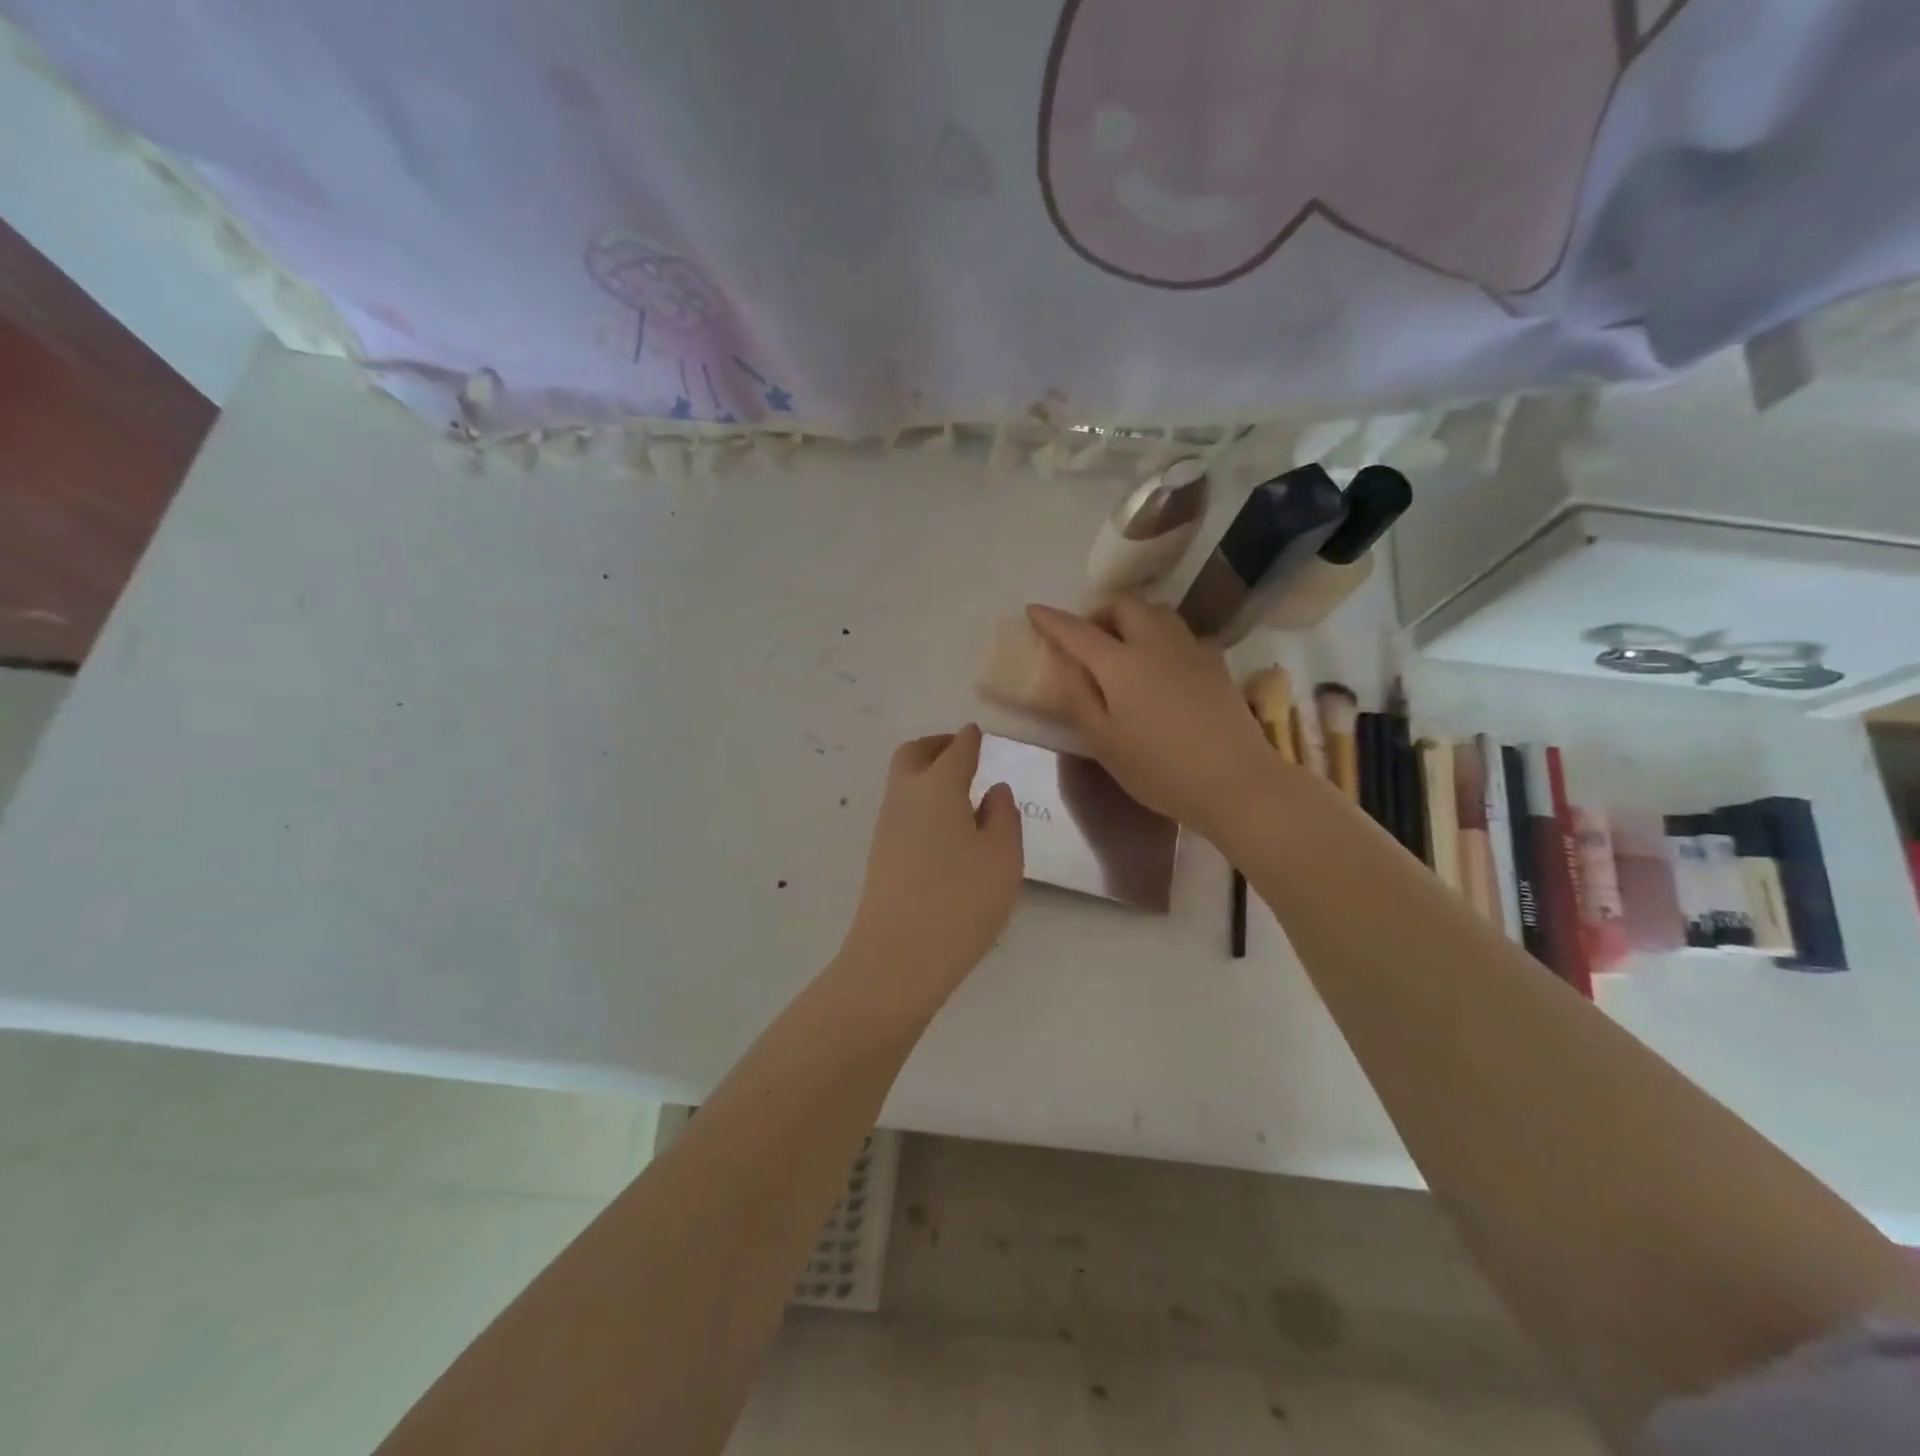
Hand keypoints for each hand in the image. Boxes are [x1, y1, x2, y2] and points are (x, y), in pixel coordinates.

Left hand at [840, 725, 1023, 1004]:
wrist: (898, 957)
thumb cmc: (961, 901)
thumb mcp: (1002, 857)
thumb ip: (1003, 816)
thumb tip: (995, 790)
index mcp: (938, 787)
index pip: (956, 749)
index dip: (969, 739)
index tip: (978, 733)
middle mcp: (905, 796)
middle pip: (913, 754)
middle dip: (937, 746)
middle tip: (962, 753)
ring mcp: (886, 826)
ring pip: (902, 781)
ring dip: (926, 773)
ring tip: (959, 790)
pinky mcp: (879, 854)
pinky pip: (901, 808)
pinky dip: (920, 800)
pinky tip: (944, 826)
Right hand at [1025, 598, 1277, 836]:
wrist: (1235, 781)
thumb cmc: (1159, 769)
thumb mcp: (1104, 743)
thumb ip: (1077, 700)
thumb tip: (1060, 668)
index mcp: (1120, 663)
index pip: (1078, 631)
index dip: (1052, 620)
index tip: (1033, 611)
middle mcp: (1156, 644)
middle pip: (1125, 606)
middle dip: (1100, 614)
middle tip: (1088, 641)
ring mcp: (1191, 650)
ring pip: (1158, 613)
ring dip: (1134, 620)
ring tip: (1124, 650)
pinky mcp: (1216, 664)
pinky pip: (1182, 635)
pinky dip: (1162, 639)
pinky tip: (1162, 668)